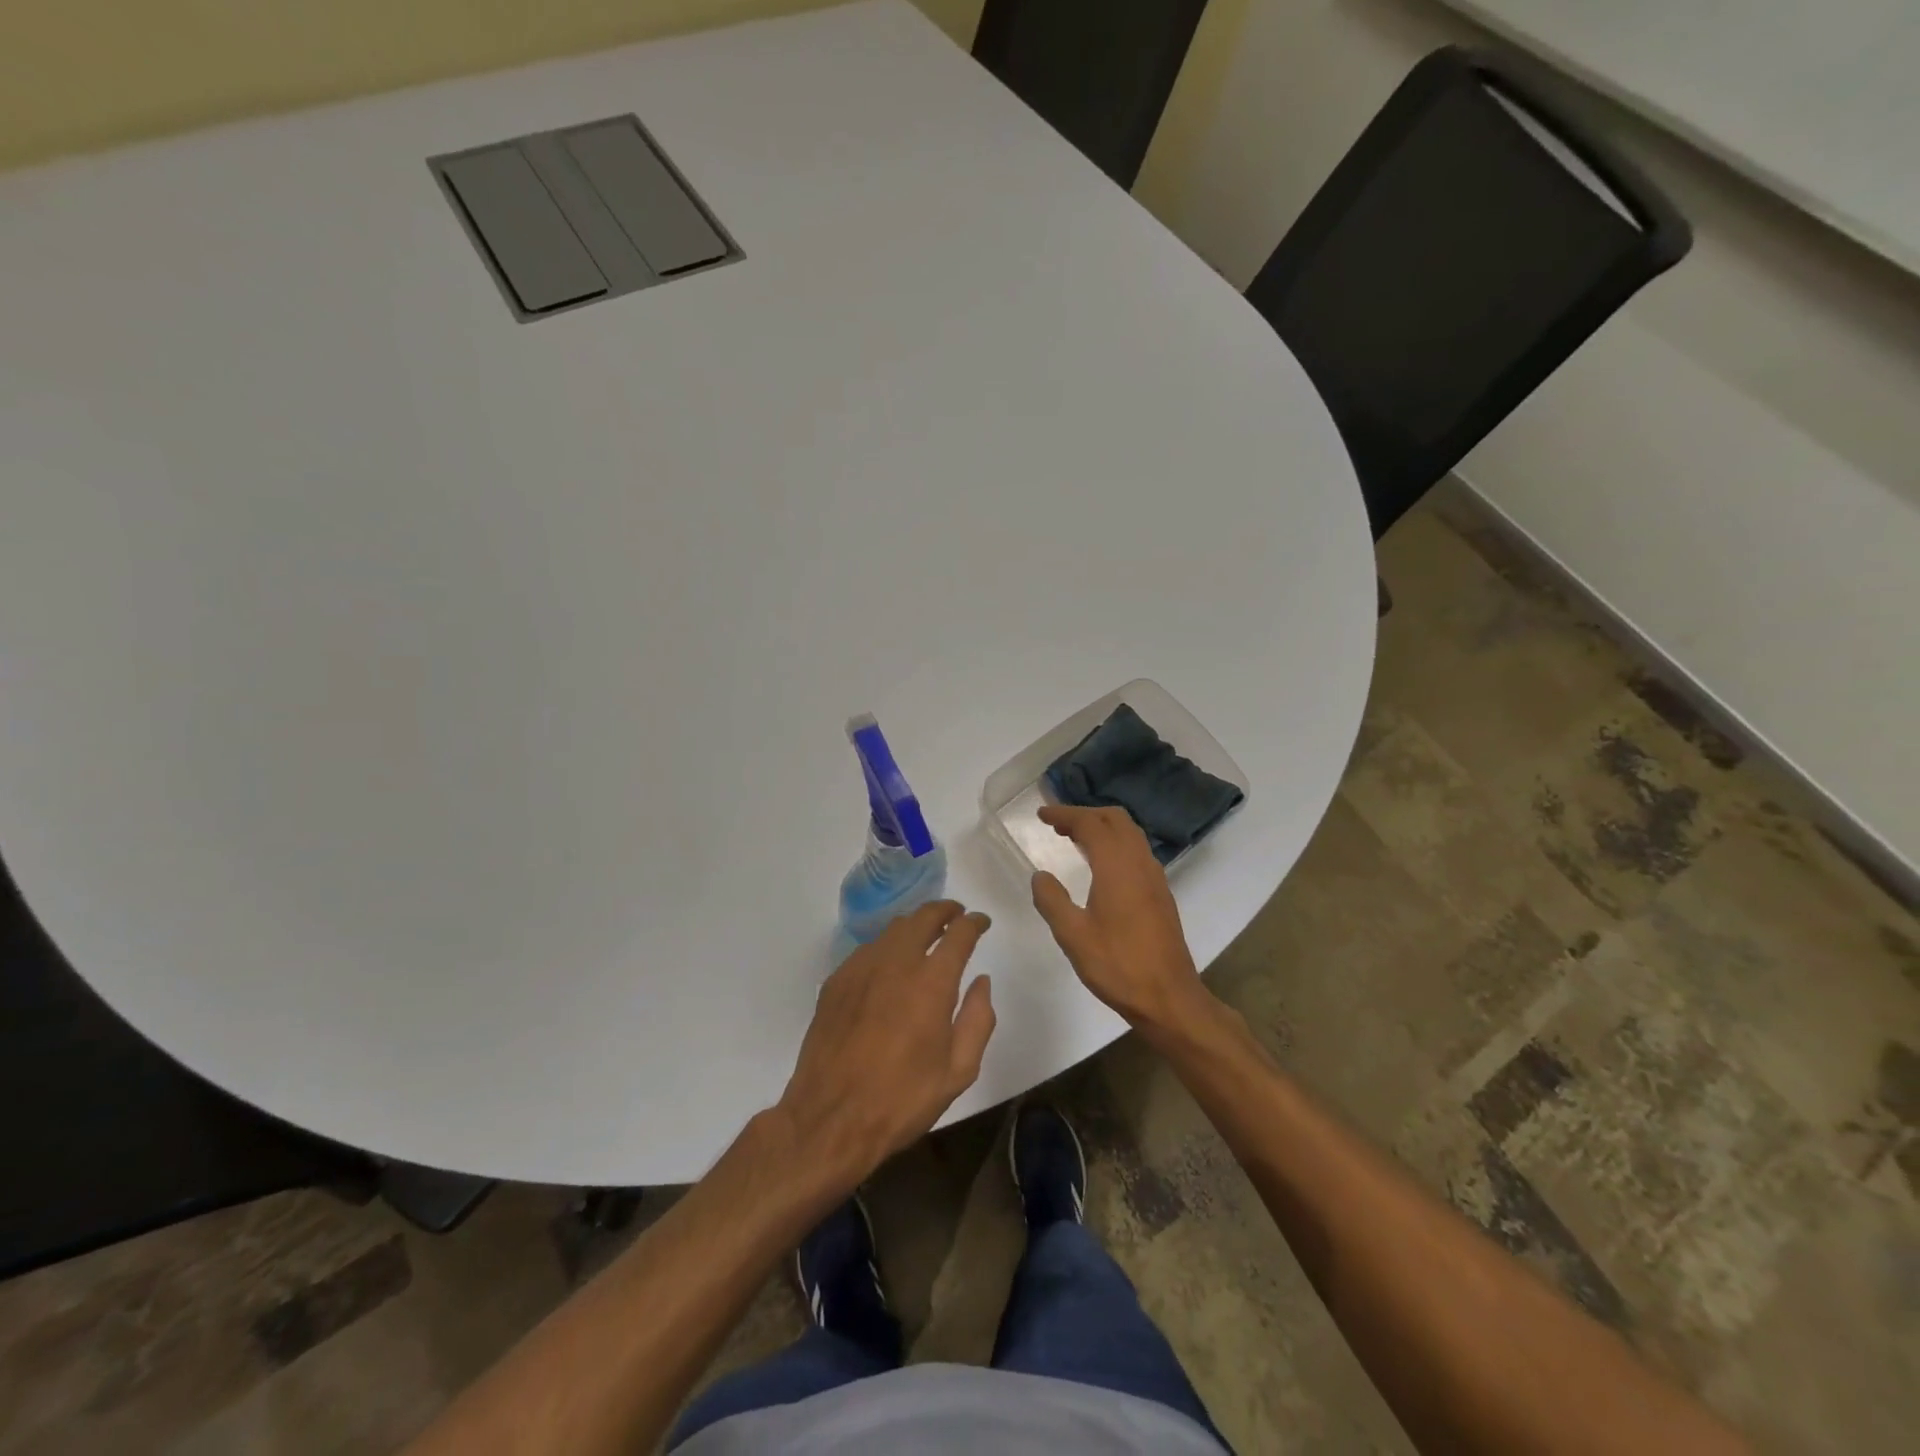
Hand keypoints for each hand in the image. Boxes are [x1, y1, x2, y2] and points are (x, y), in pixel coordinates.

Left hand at [777, 901, 995, 1184]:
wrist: (830, 1119)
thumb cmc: (902, 1100)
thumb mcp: (958, 1071)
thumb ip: (978, 1020)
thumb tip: (981, 982)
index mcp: (932, 982)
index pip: (959, 933)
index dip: (974, 922)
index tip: (981, 922)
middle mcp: (896, 962)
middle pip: (923, 917)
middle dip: (945, 911)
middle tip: (956, 916)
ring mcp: (861, 968)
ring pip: (893, 929)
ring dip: (915, 925)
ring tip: (926, 936)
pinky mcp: (836, 981)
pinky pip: (868, 949)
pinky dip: (887, 946)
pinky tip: (890, 965)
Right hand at [1030, 805, 1208, 1030]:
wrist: (1169, 998)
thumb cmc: (1118, 966)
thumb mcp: (1073, 936)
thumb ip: (1052, 900)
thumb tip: (1040, 876)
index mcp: (1117, 867)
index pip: (1090, 824)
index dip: (1064, 814)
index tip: (1042, 814)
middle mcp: (1140, 863)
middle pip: (1115, 820)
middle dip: (1085, 815)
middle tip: (1058, 825)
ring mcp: (1155, 877)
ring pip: (1130, 834)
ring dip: (1103, 827)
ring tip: (1075, 840)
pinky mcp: (1161, 893)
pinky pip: (1137, 851)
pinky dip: (1116, 844)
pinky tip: (1101, 865)